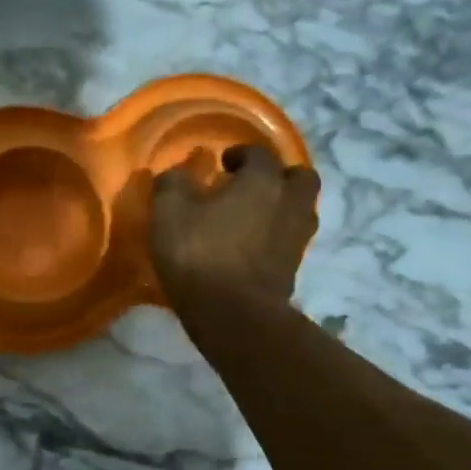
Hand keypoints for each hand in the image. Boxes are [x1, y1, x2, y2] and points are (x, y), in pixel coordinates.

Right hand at [150, 144, 320, 308]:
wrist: (234, 315)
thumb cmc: (200, 255)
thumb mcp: (169, 214)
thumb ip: (172, 185)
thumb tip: (176, 173)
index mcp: (262, 181)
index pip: (259, 154)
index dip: (241, 154)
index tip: (222, 163)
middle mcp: (289, 203)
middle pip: (299, 177)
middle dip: (279, 176)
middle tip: (252, 185)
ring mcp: (297, 238)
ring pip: (301, 210)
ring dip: (282, 206)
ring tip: (253, 216)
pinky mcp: (294, 268)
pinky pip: (291, 240)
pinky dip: (277, 236)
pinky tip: (253, 246)